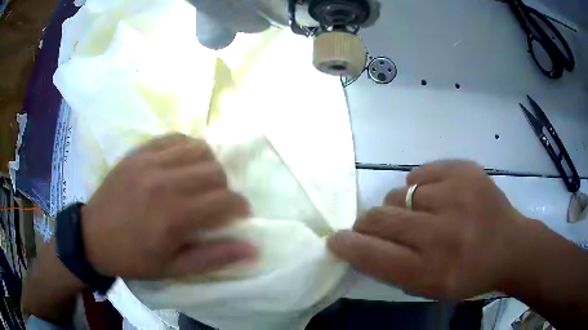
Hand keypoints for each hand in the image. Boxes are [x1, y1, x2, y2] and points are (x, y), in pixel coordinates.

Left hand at [82, 134, 254, 279]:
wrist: (93, 236)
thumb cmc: (134, 257)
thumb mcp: (174, 269)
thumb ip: (213, 257)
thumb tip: (252, 249)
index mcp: (174, 216)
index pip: (225, 200)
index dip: (240, 207)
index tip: (238, 215)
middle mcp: (164, 182)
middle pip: (216, 171)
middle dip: (225, 188)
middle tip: (216, 203)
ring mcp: (150, 161)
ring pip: (199, 149)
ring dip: (209, 165)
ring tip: (201, 181)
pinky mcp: (139, 151)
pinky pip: (175, 138)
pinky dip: (188, 149)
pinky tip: (183, 164)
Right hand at [328, 161, 527, 299]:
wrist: (511, 246)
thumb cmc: (469, 275)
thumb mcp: (430, 289)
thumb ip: (393, 269)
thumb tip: (360, 242)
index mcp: (432, 271)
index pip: (374, 255)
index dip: (348, 245)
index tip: (335, 239)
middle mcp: (443, 234)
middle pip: (382, 218)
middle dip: (368, 222)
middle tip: (373, 225)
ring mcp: (458, 196)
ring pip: (400, 193)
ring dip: (400, 206)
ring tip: (420, 214)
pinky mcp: (467, 171)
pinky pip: (422, 173)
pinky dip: (421, 185)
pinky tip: (435, 196)